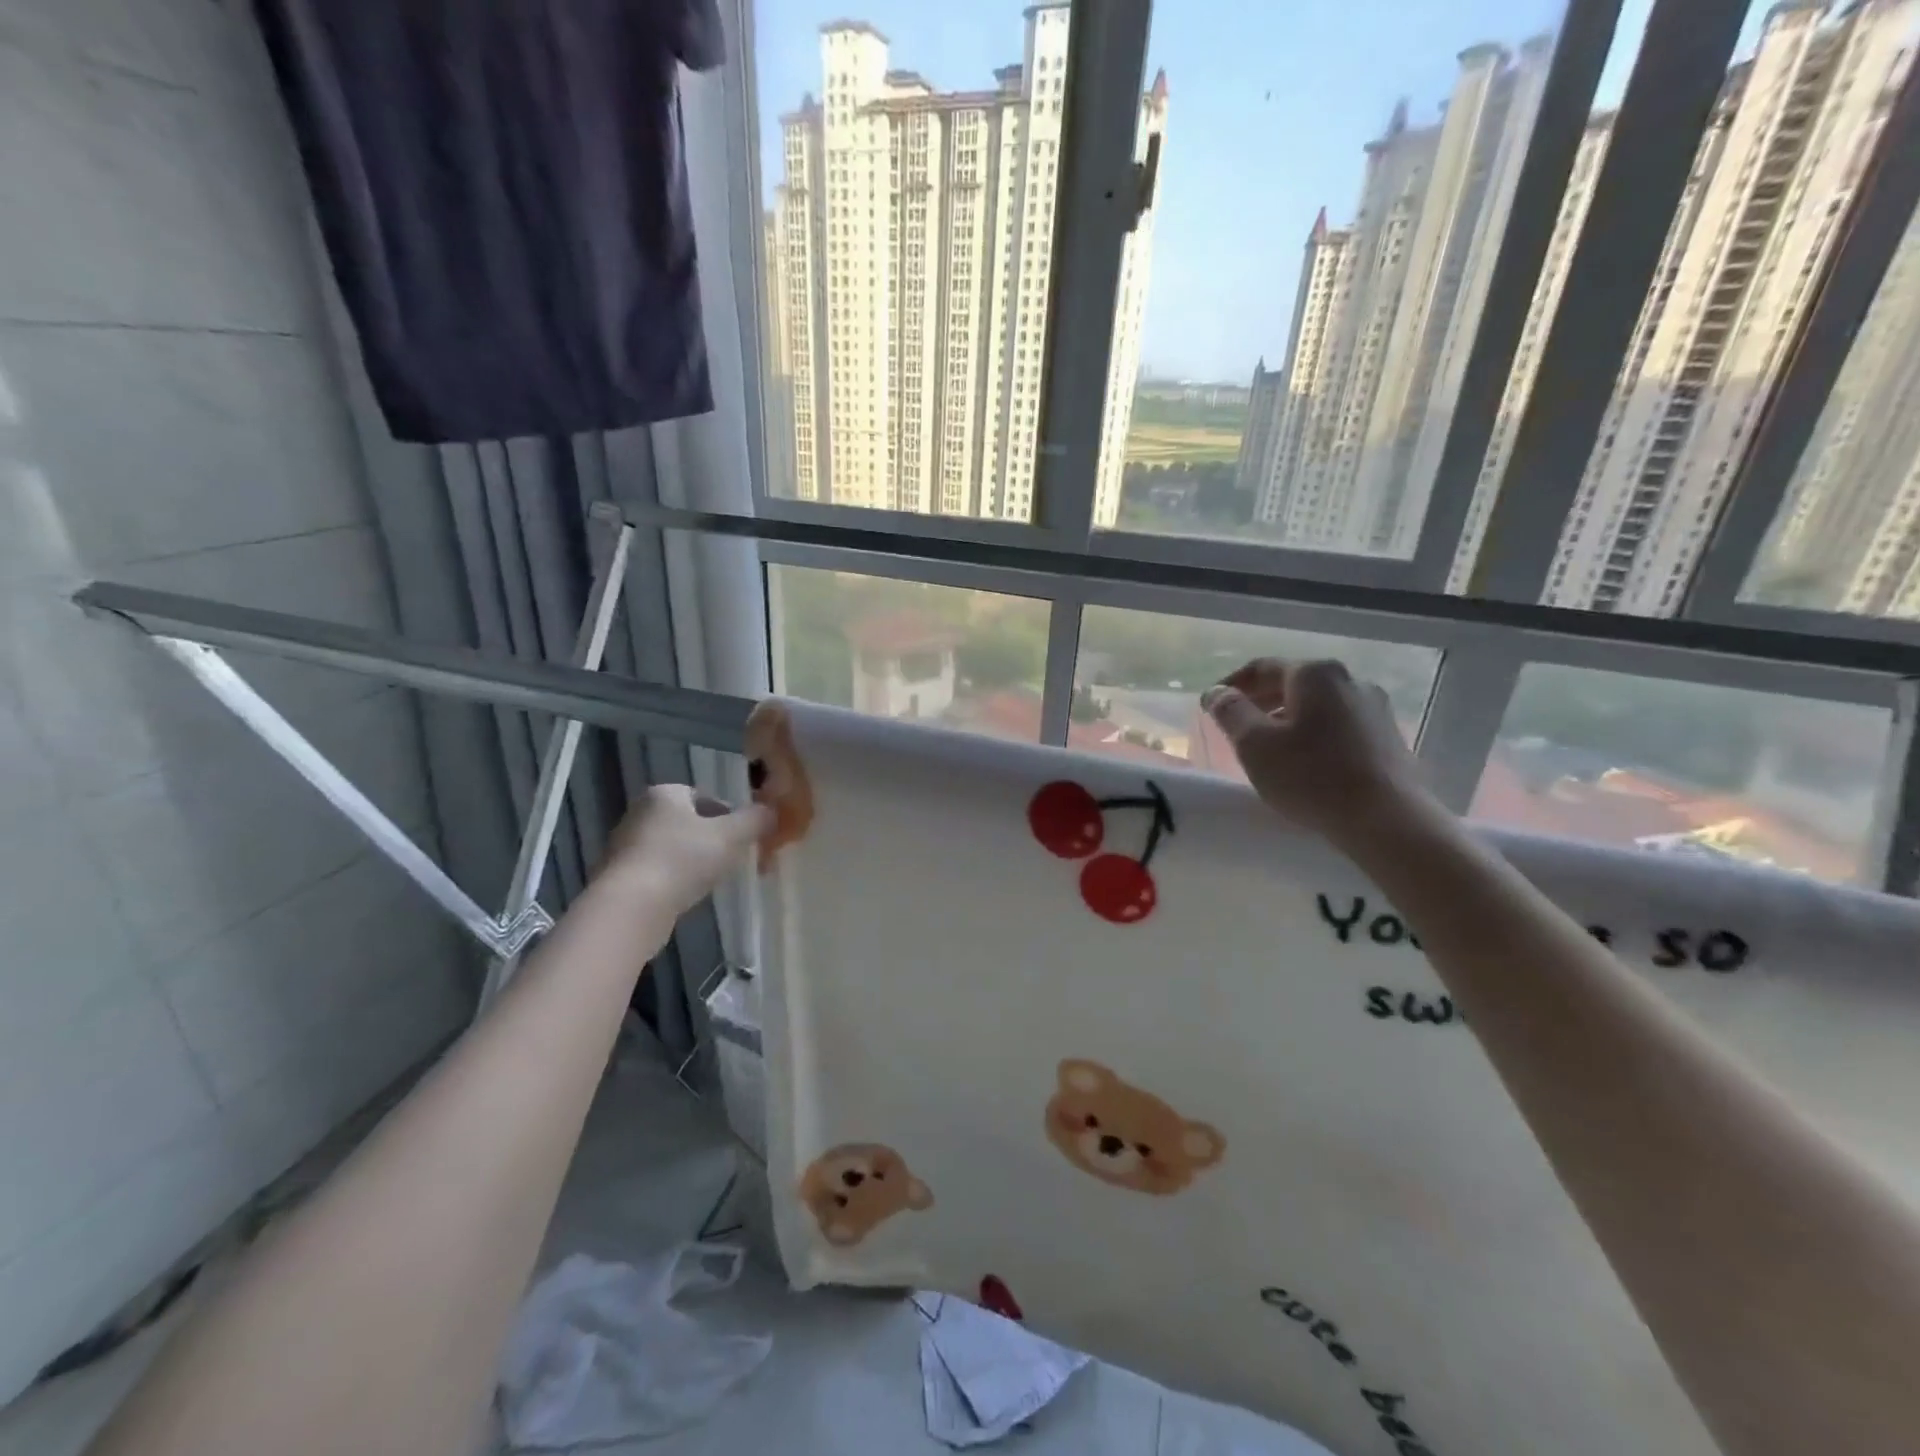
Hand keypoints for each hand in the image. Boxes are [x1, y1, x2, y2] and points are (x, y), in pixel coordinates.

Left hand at [599, 784, 771, 916]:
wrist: (631, 907)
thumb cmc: (684, 860)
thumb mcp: (732, 836)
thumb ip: (756, 820)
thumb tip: (771, 811)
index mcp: (664, 793)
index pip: (705, 797)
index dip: (730, 816)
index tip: (744, 839)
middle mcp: (640, 812)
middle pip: (689, 822)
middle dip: (713, 839)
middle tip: (732, 860)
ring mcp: (625, 845)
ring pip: (673, 848)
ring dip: (694, 861)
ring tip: (711, 881)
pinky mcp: (618, 876)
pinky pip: (657, 871)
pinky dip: (674, 879)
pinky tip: (686, 896)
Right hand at [1202, 658, 1435, 847]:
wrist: (1386, 819)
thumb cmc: (1310, 775)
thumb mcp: (1254, 744)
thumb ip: (1230, 711)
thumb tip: (1216, 692)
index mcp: (1314, 673)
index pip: (1261, 668)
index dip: (1231, 685)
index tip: (1211, 706)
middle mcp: (1348, 679)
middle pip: (1292, 683)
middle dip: (1260, 701)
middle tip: (1235, 726)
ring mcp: (1374, 707)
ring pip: (1317, 704)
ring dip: (1287, 718)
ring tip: (1268, 747)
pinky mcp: (1387, 736)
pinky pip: (1338, 724)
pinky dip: (1313, 733)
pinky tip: (1304, 760)